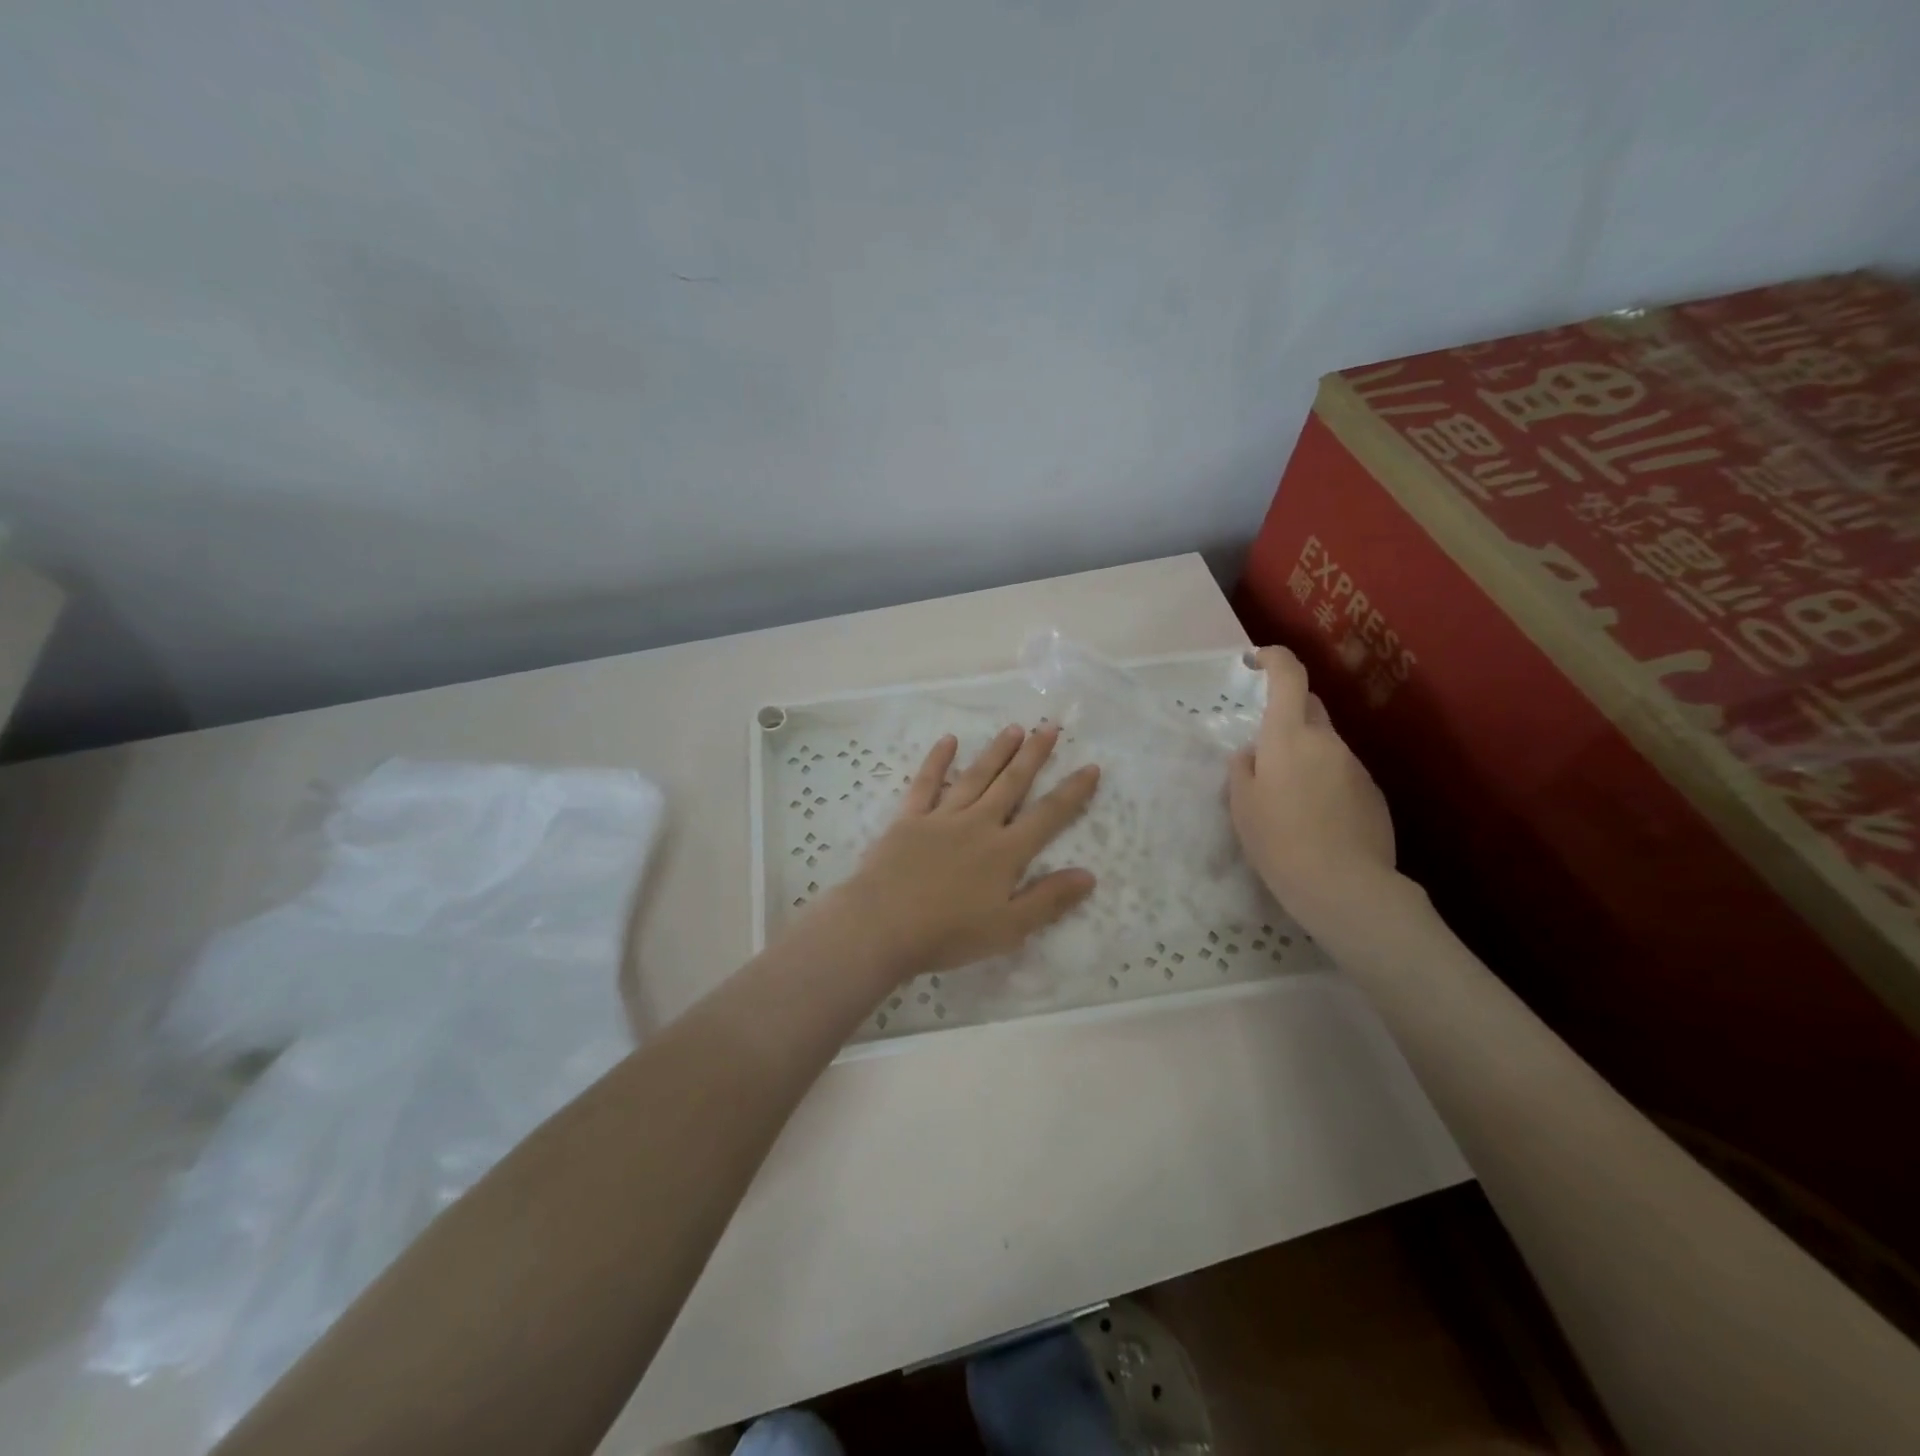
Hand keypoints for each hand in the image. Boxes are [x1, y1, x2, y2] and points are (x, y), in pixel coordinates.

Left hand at [819, 723, 1100, 979]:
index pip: (1048, 815)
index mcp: (1005, 852)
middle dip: (1034, 755)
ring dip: (997, 751)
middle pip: (1012, 783)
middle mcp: (978, 824)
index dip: (1072, 792)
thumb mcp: (1008, 928)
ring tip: (1014, 729)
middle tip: (1050, 727)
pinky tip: (949, 740)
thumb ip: (1049, 899)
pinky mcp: (909, 818)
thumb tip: (1089, 875)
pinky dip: (938, 760)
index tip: (1091, 767)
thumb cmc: (948, 934)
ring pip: (976, 776)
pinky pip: (927, 783)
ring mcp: (941, 817)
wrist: (882, 925)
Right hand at [1228, 646, 1396, 926]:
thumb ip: (1244, 768)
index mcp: (1289, 736)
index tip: (1256, 659)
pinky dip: (1325, 783)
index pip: (1289, 676)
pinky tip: (1315, 820)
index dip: (1274, 658)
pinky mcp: (1373, 794)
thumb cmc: (1278, 840)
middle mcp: (1327, 741)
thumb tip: (1253, 753)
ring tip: (1289, 800)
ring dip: (1305, 757)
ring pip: (1325, 746)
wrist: (1343, 886)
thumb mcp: (1241, 804)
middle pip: (1308, 708)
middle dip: (1287, 715)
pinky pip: (1341, 774)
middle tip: (1265, 749)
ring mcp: (1355, 766)